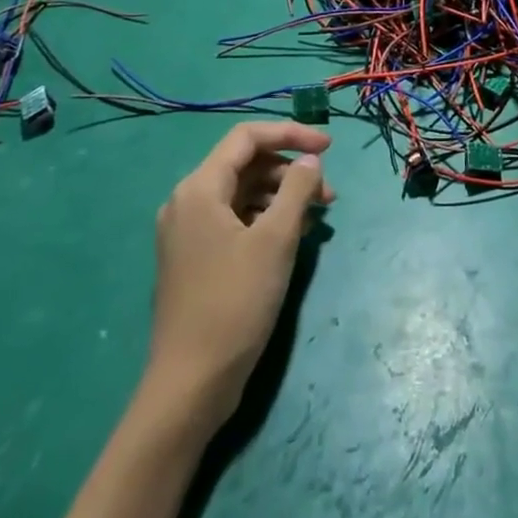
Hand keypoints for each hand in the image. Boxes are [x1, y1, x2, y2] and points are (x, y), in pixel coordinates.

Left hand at [144, 122, 332, 432]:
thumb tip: (310, 160)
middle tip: (329, 195)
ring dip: (282, 197)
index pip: (247, 137)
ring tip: (317, 218)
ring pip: (242, 193)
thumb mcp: (276, 240)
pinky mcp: (195, 258)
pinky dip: (266, 219)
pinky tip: (294, 237)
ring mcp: (188, 232)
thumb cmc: (235, 302)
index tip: (329, 147)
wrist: (190, 384)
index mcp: (199, 188)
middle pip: (245, 164)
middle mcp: (187, 202)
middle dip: (290, 172)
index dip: (290, 134)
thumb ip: (297, 189)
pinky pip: (235, 220)